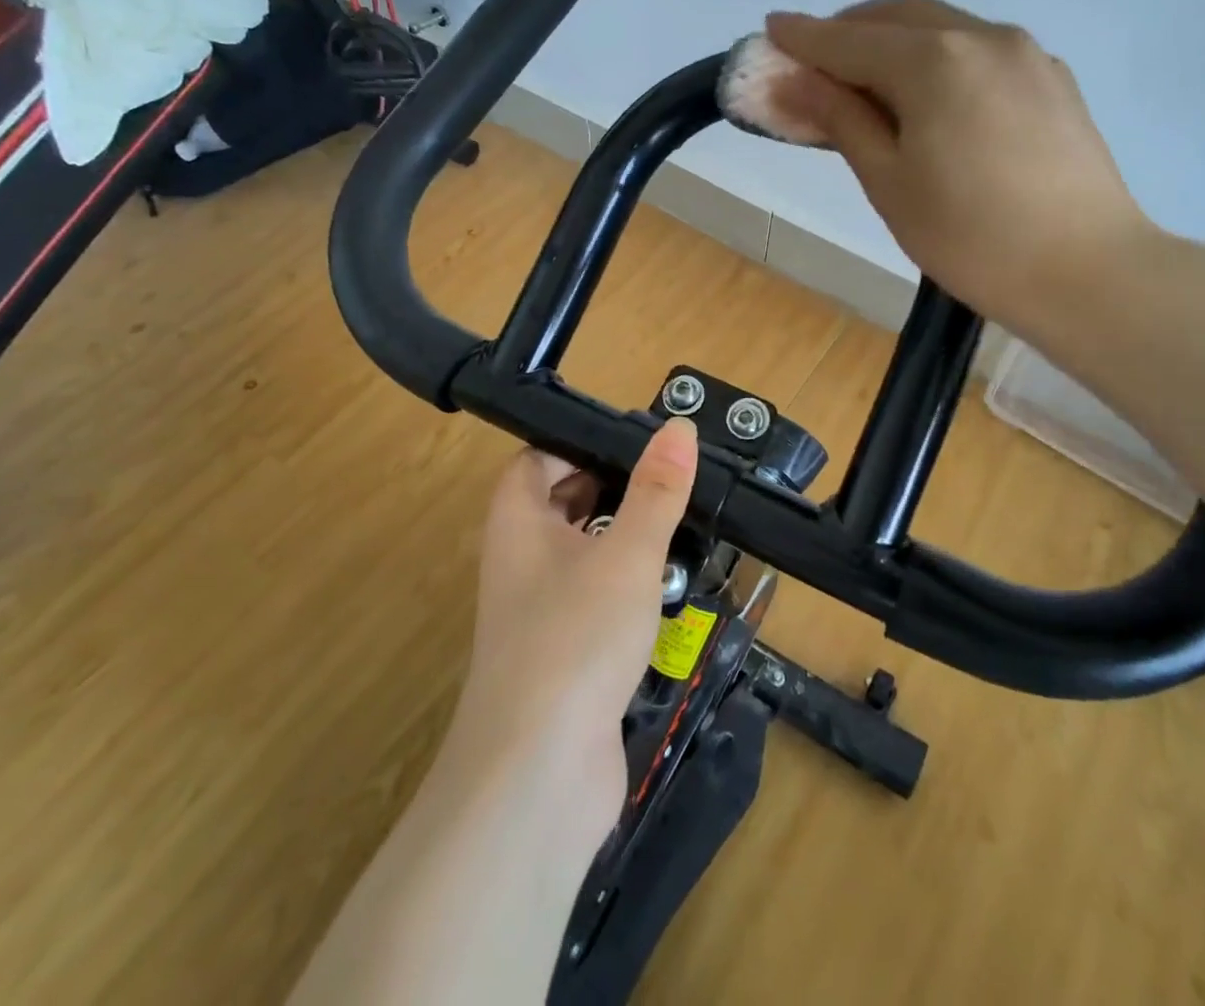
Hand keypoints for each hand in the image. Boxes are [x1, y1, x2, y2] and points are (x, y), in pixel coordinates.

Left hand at [447, 419, 699, 840]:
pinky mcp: (565, 658)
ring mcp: (541, 614)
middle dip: (614, 488)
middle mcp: (521, 562)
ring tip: (686, 522)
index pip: (538, 459)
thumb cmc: (576, 638)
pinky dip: (630, 588)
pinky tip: (673, 589)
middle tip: (673, 477)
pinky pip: (597, 603)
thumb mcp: (627, 553)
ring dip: (627, 540)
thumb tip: (678, 426)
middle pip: (563, 504)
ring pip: (585, 555)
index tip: (638, 439)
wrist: (537, 778)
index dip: (580, 443)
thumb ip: (656, 490)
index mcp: (519, 523)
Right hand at [764, 0, 1157, 342]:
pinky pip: (978, 50)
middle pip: (899, 16)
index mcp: (934, 60)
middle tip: (815, 62)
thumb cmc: (969, 237)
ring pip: (943, 28)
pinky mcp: (1052, 78)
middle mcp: (982, 36)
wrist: (1087, 272)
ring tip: (867, 82)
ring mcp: (1026, 53)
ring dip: (895, 41)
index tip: (770, 28)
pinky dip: (938, 58)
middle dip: (850, 30)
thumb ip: (839, 119)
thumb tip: (791, 81)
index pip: (850, 39)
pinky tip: (930, 97)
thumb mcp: (888, 182)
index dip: (805, 37)